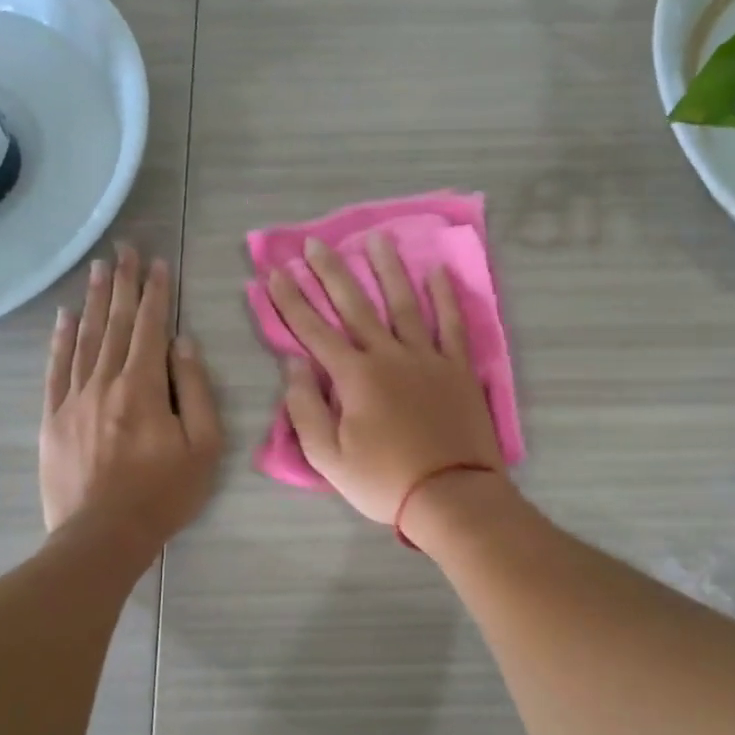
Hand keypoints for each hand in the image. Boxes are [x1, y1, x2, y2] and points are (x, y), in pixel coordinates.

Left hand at [42, 246, 223, 547]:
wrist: (103, 536)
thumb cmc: (164, 493)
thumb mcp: (204, 446)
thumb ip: (195, 391)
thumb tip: (183, 345)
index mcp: (143, 387)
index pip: (150, 328)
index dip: (155, 293)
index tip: (158, 263)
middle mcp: (104, 382)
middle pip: (114, 323)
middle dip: (122, 283)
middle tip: (124, 248)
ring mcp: (73, 399)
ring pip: (84, 338)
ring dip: (93, 300)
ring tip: (98, 268)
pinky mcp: (52, 418)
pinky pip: (56, 368)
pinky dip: (60, 339)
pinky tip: (64, 317)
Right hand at [267, 235, 504, 524]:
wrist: (451, 495)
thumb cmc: (384, 482)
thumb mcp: (328, 458)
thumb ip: (306, 409)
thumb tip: (294, 365)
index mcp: (355, 377)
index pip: (314, 331)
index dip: (292, 300)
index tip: (276, 272)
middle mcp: (389, 355)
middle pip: (355, 305)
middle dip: (331, 272)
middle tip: (315, 243)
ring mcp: (428, 358)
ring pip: (404, 303)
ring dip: (388, 270)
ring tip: (377, 239)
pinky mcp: (458, 368)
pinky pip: (451, 324)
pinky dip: (445, 297)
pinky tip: (437, 272)